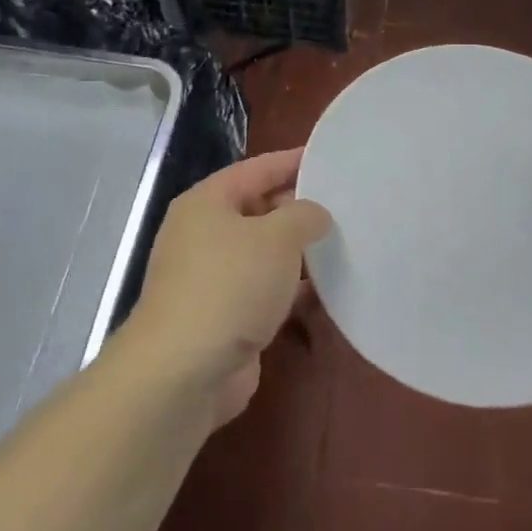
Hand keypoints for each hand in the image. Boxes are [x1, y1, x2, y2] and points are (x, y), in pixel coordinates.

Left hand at [129, 148, 329, 427]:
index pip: (257, 169)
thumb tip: (316, 216)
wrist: (184, 373)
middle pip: (260, 209)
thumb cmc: (229, 286)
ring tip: (345, 242)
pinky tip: (328, 289)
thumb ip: (304, 215)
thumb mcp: (277, 237)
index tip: (331, 158)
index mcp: (207, 203)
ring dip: (299, 251)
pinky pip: (266, 291)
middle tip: (347, 204)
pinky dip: (293, 289)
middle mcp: (205, 235)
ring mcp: (213, 278)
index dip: (293, 161)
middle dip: (300, 207)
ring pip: (265, 253)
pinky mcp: (226, 317)